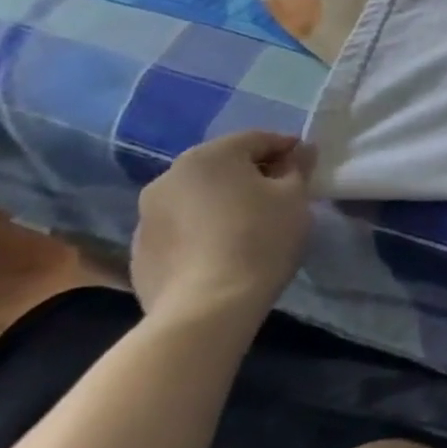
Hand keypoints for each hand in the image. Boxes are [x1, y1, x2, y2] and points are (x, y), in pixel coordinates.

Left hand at [133, 131, 315, 329]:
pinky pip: (182, 227)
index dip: (287, 149)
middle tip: (281, 195)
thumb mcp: (295, 196)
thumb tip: (301, 150)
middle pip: (223, 165)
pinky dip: (203, 228)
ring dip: (225, 201)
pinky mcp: (140, 251)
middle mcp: (169, 177)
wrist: (206, 308)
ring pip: (199, 196)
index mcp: (208, 156)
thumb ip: (298, 166)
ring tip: (251, 224)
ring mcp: (147, 216)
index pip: (257, 139)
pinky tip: (224, 249)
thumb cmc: (260, 238)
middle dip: (253, 174)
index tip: (306, 167)